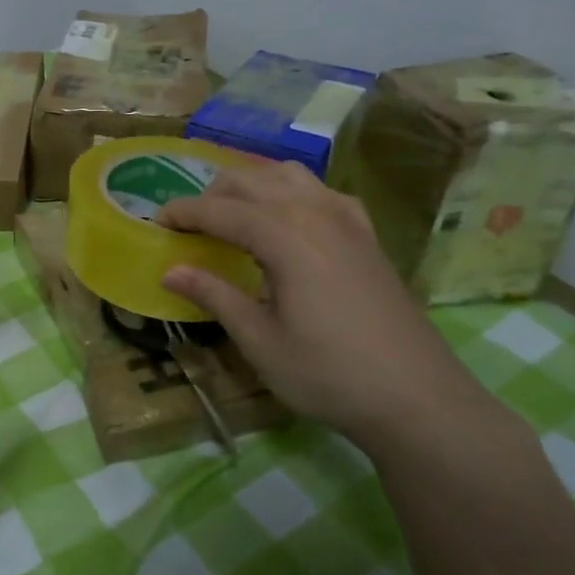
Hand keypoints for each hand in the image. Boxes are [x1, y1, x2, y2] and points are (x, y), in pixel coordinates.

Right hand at [158, 158, 515, 461]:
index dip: (184, 213)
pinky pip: (321, 191)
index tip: (156, 222)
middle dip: (212, 194)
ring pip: (288, 175)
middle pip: (251, 181)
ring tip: (231, 214)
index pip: (221, 210)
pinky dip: (290, 191)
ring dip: (251, 185)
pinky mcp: (367, 235)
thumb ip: (214, 295)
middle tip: (187, 223)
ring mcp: (348, 220)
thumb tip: (169, 271)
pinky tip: (286, 219)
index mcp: (286, 238)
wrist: (418, 399)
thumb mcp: (259, 340)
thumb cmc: (328, 374)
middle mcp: (316, 214)